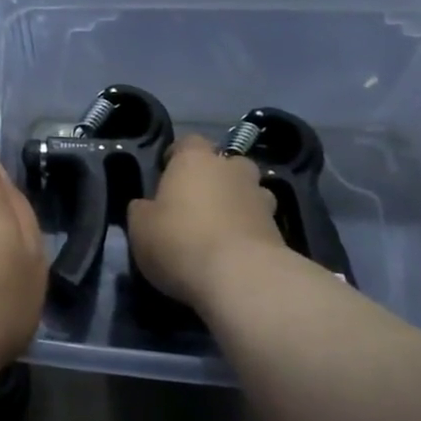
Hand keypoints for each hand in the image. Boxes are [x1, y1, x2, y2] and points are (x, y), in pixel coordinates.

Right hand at [127, 135, 286, 309]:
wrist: (241, 278)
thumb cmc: (180, 241)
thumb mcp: (140, 226)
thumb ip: (143, 210)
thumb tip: (147, 206)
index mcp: (195, 160)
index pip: (188, 142)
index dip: (177, 156)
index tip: (166, 175)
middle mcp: (232, 171)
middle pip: (226, 163)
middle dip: (215, 177)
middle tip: (196, 201)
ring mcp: (261, 199)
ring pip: (249, 191)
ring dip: (236, 203)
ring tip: (219, 228)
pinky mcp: (280, 231)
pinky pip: (259, 222)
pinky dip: (248, 231)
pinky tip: (233, 252)